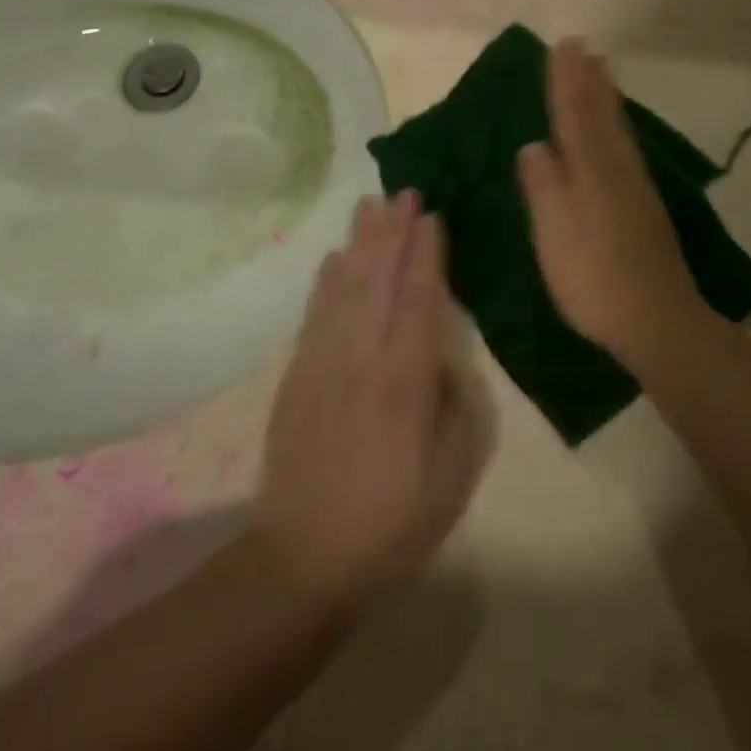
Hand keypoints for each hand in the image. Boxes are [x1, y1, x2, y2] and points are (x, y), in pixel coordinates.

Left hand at [253, 192, 485, 603]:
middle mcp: (364, 358)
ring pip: (346, 288)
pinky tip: (335, 259)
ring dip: (360, 243)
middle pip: (381, 280)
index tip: (432, 217)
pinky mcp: (297, 375)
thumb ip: (453, 405)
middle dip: (394, 232)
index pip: (421, 299)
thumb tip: (441, 358)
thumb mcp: (451, 473)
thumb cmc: (392, 521)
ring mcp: (324, 362)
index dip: (427, 254)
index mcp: (406, 380)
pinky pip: (314, 314)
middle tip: (403, 192)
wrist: (304, 558)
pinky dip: (326, 281)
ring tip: (369, 206)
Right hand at [517, 39, 704, 360]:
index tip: (562, 47)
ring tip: (600, 72)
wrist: (656, 319)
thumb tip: (534, 144)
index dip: (566, 81)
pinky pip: (625, 148)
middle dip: (589, 80)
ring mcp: (634, 187)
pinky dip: (617, 126)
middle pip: (601, 114)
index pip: (574, 114)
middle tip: (583, 48)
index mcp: (590, 169)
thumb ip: (543, 183)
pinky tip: (616, 131)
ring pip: (617, 129)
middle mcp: (616, 168)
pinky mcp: (644, 207)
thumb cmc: (593, 275)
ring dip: (606, 97)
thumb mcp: (554, 230)